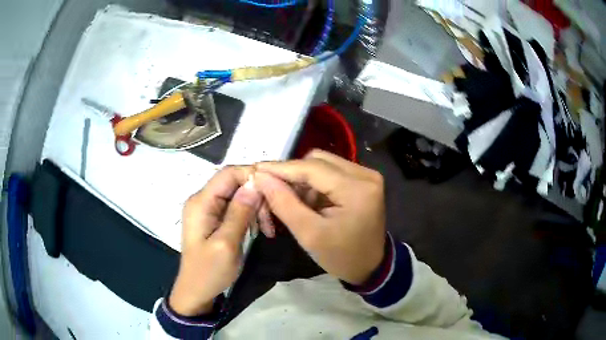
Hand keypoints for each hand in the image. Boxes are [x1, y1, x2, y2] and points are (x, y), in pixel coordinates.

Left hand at [169, 166, 261, 315]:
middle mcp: (202, 200)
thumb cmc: (210, 272)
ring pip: (238, 195)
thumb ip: (239, 212)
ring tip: (267, 228)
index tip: (274, 192)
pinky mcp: (214, 219)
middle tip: (271, 219)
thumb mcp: (226, 244)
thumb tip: (255, 183)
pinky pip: (235, 207)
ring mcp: (208, 209)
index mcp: (201, 202)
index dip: (252, 176)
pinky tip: (259, 229)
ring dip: (255, 207)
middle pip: (234, 182)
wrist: (197, 291)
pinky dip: (250, 215)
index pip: (229, 173)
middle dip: (256, 195)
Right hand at [254, 150, 385, 284]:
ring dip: (303, 180)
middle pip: (317, 160)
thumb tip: (261, 177)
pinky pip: (331, 172)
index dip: (281, 168)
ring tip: (292, 202)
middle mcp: (365, 174)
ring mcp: (367, 175)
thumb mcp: (309, 235)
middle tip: (272, 190)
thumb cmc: (341, 257)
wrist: (370, 267)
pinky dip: (315, 184)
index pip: (311, 168)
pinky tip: (308, 201)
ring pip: (323, 164)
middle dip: (292, 174)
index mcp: (357, 189)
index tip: (256, 169)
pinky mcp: (363, 180)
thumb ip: (284, 203)